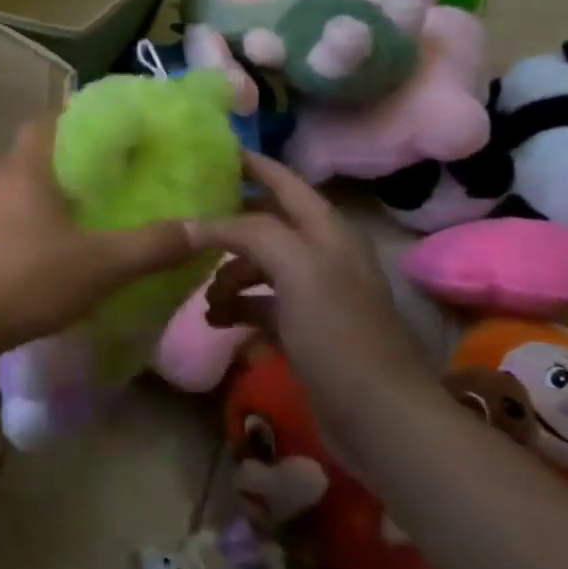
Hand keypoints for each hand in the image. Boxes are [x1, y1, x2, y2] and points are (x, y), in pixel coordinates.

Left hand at [0, 119, 196, 348]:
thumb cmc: (29, 279)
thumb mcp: (102, 265)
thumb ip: (151, 246)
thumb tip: (202, 229)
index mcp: (24, 170)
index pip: (42, 124)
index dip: (67, 122)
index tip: (93, 135)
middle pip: (6, 153)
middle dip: (33, 159)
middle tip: (65, 179)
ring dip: (3, 190)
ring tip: (35, 213)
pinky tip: (13, 252)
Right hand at [192, 154, 432, 407]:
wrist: (379, 416)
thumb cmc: (339, 333)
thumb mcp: (296, 269)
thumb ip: (249, 234)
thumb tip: (197, 224)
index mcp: (327, 231)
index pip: (285, 182)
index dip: (253, 164)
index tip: (214, 152)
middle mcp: (323, 255)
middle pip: (266, 226)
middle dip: (228, 226)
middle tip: (187, 227)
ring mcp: (315, 295)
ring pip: (259, 267)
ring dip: (228, 275)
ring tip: (204, 296)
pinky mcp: (306, 331)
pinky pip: (262, 305)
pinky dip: (239, 307)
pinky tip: (217, 321)